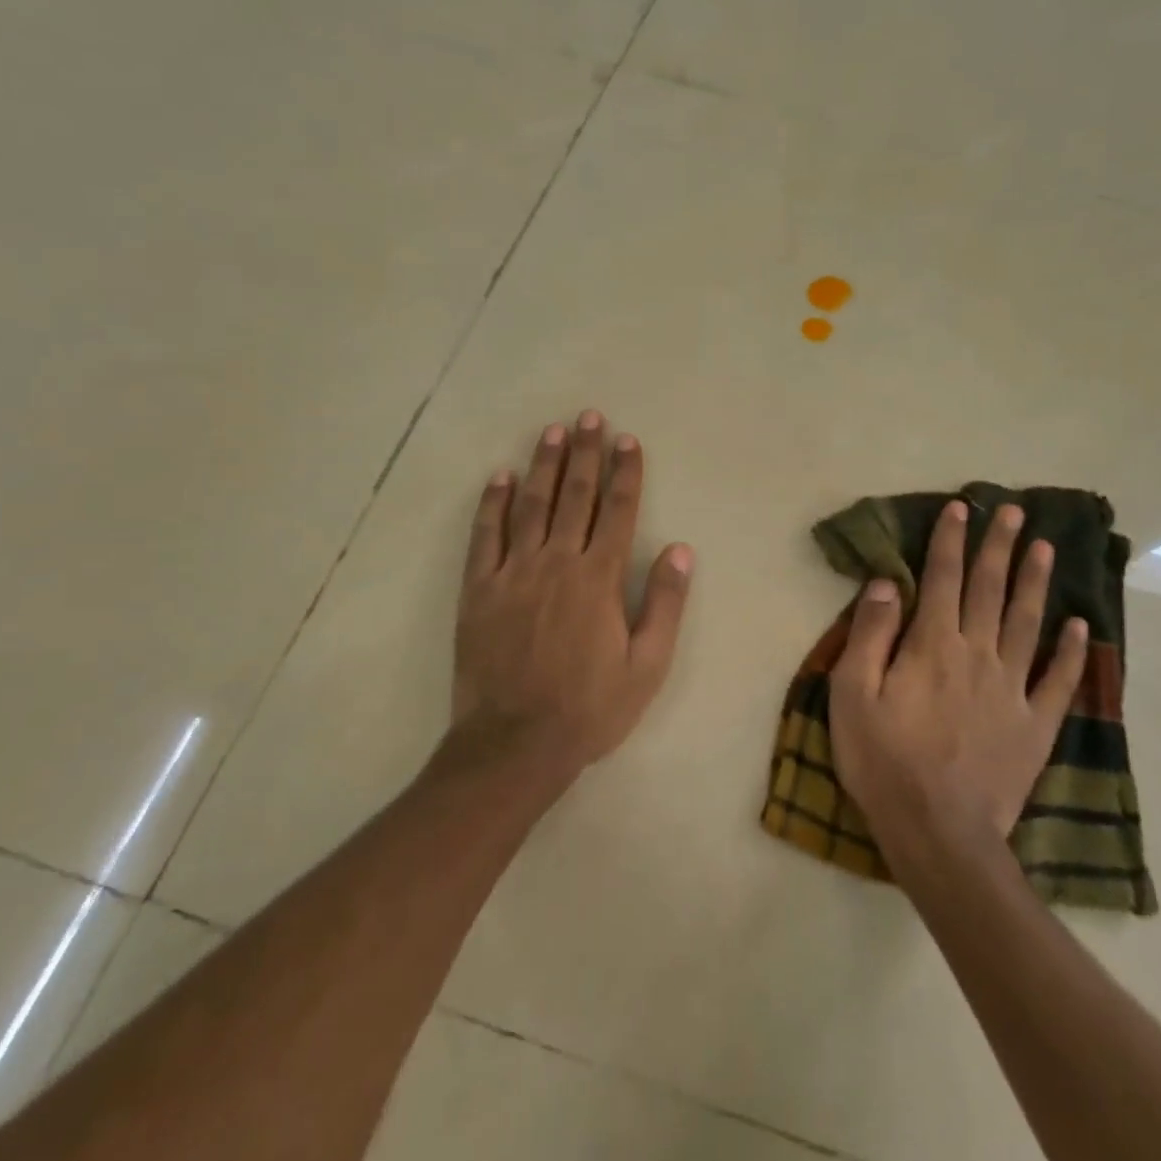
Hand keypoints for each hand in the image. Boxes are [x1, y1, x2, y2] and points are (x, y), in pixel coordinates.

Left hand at [451, 410, 694, 788]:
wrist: (514, 743)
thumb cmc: (590, 708)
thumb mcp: (647, 665)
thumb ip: (665, 603)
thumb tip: (681, 549)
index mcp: (599, 578)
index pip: (618, 510)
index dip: (625, 472)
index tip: (628, 440)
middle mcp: (557, 561)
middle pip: (575, 495)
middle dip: (585, 453)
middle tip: (589, 417)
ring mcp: (514, 571)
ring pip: (531, 505)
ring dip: (544, 465)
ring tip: (552, 432)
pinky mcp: (479, 589)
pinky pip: (485, 535)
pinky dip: (492, 503)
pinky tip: (500, 477)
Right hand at [828, 498, 1088, 852]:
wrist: (939, 834)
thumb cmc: (884, 762)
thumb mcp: (852, 696)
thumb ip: (870, 635)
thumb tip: (887, 584)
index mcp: (932, 646)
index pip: (942, 579)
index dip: (951, 541)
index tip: (961, 508)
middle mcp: (977, 655)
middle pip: (990, 590)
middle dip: (999, 547)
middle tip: (1014, 511)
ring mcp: (1012, 690)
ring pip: (1027, 623)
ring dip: (1035, 582)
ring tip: (1046, 548)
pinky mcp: (1035, 725)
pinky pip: (1058, 680)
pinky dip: (1072, 651)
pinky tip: (1080, 626)